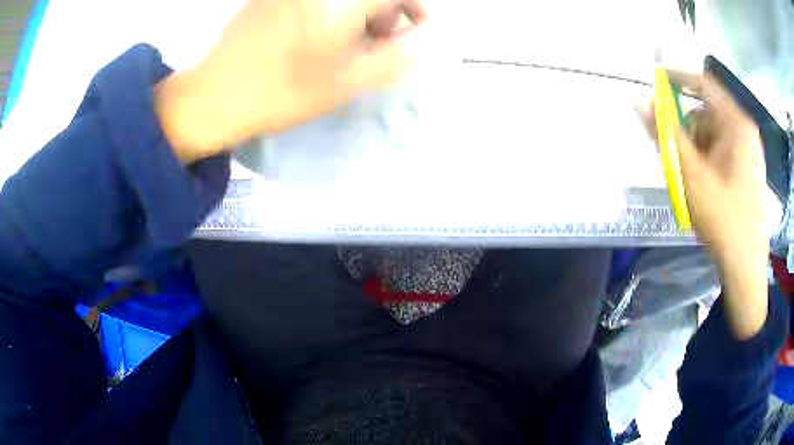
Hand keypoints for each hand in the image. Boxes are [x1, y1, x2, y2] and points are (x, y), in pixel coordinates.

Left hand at [155, 0, 426, 162]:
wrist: (214, 96)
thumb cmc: (282, 91)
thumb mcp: (349, 79)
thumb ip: (398, 54)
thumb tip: (425, 35)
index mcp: (340, 1)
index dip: (415, 8)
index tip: (414, 33)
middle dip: (385, 15)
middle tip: (375, 48)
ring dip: (358, 16)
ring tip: (345, 49)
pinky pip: (316, 1)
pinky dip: (330, 14)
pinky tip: (316, 39)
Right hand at [639, 71, 768, 338]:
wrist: (745, 266)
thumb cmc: (723, 218)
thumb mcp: (690, 175)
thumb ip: (665, 134)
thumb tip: (638, 101)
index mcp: (737, 124)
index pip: (703, 83)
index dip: (677, 78)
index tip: (655, 82)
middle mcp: (745, 131)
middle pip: (708, 112)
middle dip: (687, 127)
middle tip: (674, 152)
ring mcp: (749, 151)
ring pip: (714, 134)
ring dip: (696, 147)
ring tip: (690, 178)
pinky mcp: (748, 169)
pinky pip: (723, 150)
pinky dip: (707, 159)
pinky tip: (703, 185)